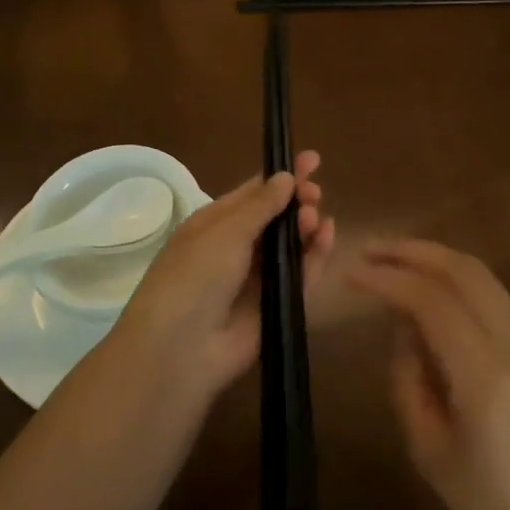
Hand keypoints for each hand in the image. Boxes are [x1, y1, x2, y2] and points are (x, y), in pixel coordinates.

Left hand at [106, 152, 333, 405]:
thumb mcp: (224, 232)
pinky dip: (315, 256)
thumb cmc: (194, 277)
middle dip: (296, 201)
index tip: (313, 160)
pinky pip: (301, 276)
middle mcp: (235, 249)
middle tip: (315, 193)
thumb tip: (286, 176)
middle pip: (275, 218)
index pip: (252, 193)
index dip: (281, 176)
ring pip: (290, 246)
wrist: (181, 349)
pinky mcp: (276, 306)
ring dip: (305, 227)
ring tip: (315, 218)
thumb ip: (261, 205)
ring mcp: (256, 279)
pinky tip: (327, 236)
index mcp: (213, 225)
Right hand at [351, 240, 509, 509]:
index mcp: (483, 375)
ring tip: (391, 256)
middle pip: (462, 271)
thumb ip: (406, 376)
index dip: (386, 279)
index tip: (349, 271)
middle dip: (411, 251)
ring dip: (434, 256)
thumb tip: (400, 324)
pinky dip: (454, 274)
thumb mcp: (425, 446)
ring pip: (480, 274)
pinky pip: (490, 291)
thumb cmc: (484, 500)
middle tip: (367, 249)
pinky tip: (426, 281)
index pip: (430, 302)